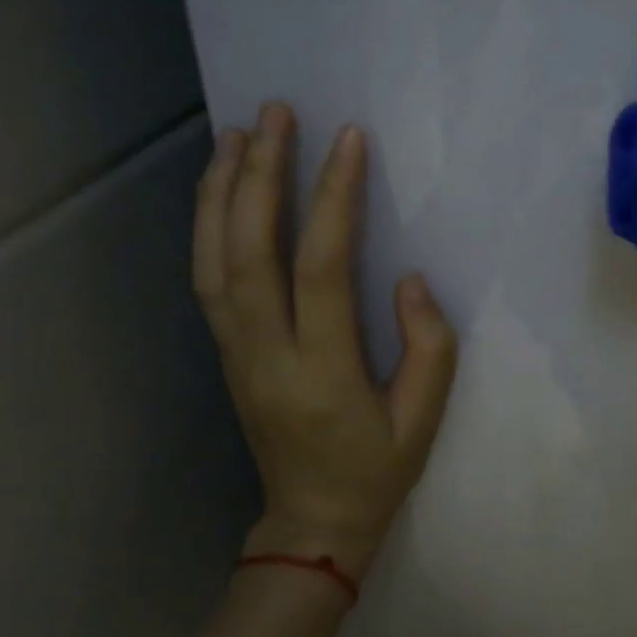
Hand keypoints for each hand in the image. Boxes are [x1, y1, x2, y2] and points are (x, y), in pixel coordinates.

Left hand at [193, 102, 458, 581]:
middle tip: (275, 114)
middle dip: (259, 175)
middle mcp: (266, 354)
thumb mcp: (425, 419)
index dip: (334, 199)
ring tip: (236, 134)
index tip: (348, 141)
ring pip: (213, 261)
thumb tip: (407, 279)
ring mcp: (236, 353)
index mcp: (323, 371)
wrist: (312, 522)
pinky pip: (208, 279)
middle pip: (249, 252)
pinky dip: (208, 226)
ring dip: (222, 192)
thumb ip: (428, 346)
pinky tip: (220, 191)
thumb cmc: (377, 470)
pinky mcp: (226, 353)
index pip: (322, 269)